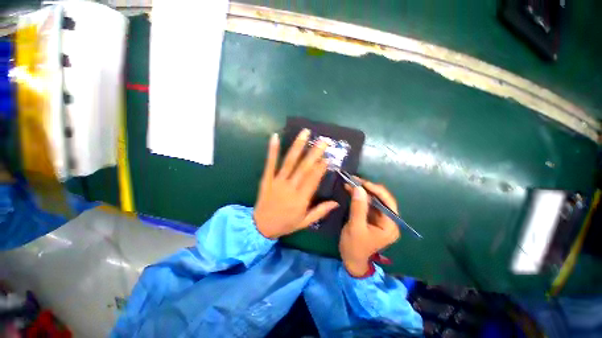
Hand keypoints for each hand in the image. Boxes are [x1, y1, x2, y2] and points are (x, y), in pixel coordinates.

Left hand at [253, 129, 338, 238]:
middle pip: (304, 167)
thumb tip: (336, 203)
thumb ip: (320, 211)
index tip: (328, 156)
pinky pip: (270, 163)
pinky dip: (273, 150)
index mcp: (301, 199)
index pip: (313, 179)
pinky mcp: (266, 178)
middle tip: (323, 140)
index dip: (321, 167)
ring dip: (298, 146)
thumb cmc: (285, 224)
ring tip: (305, 133)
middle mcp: (290, 187)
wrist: (260, 227)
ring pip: (289, 161)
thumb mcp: (305, 222)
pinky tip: (275, 136)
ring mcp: (277, 181)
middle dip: (314, 152)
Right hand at [339, 179, 399, 276]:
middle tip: (354, 180)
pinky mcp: (371, 217)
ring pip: (372, 199)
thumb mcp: (355, 227)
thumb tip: (359, 188)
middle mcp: (388, 220)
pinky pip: (366, 203)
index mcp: (390, 225)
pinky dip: (358, 196)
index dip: (376, 190)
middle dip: (367, 189)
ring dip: (361, 191)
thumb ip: (358, 207)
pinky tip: (350, 190)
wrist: (351, 260)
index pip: (388, 202)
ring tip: (350, 183)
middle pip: (380, 199)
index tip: (362, 182)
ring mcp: (380, 218)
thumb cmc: (354, 247)